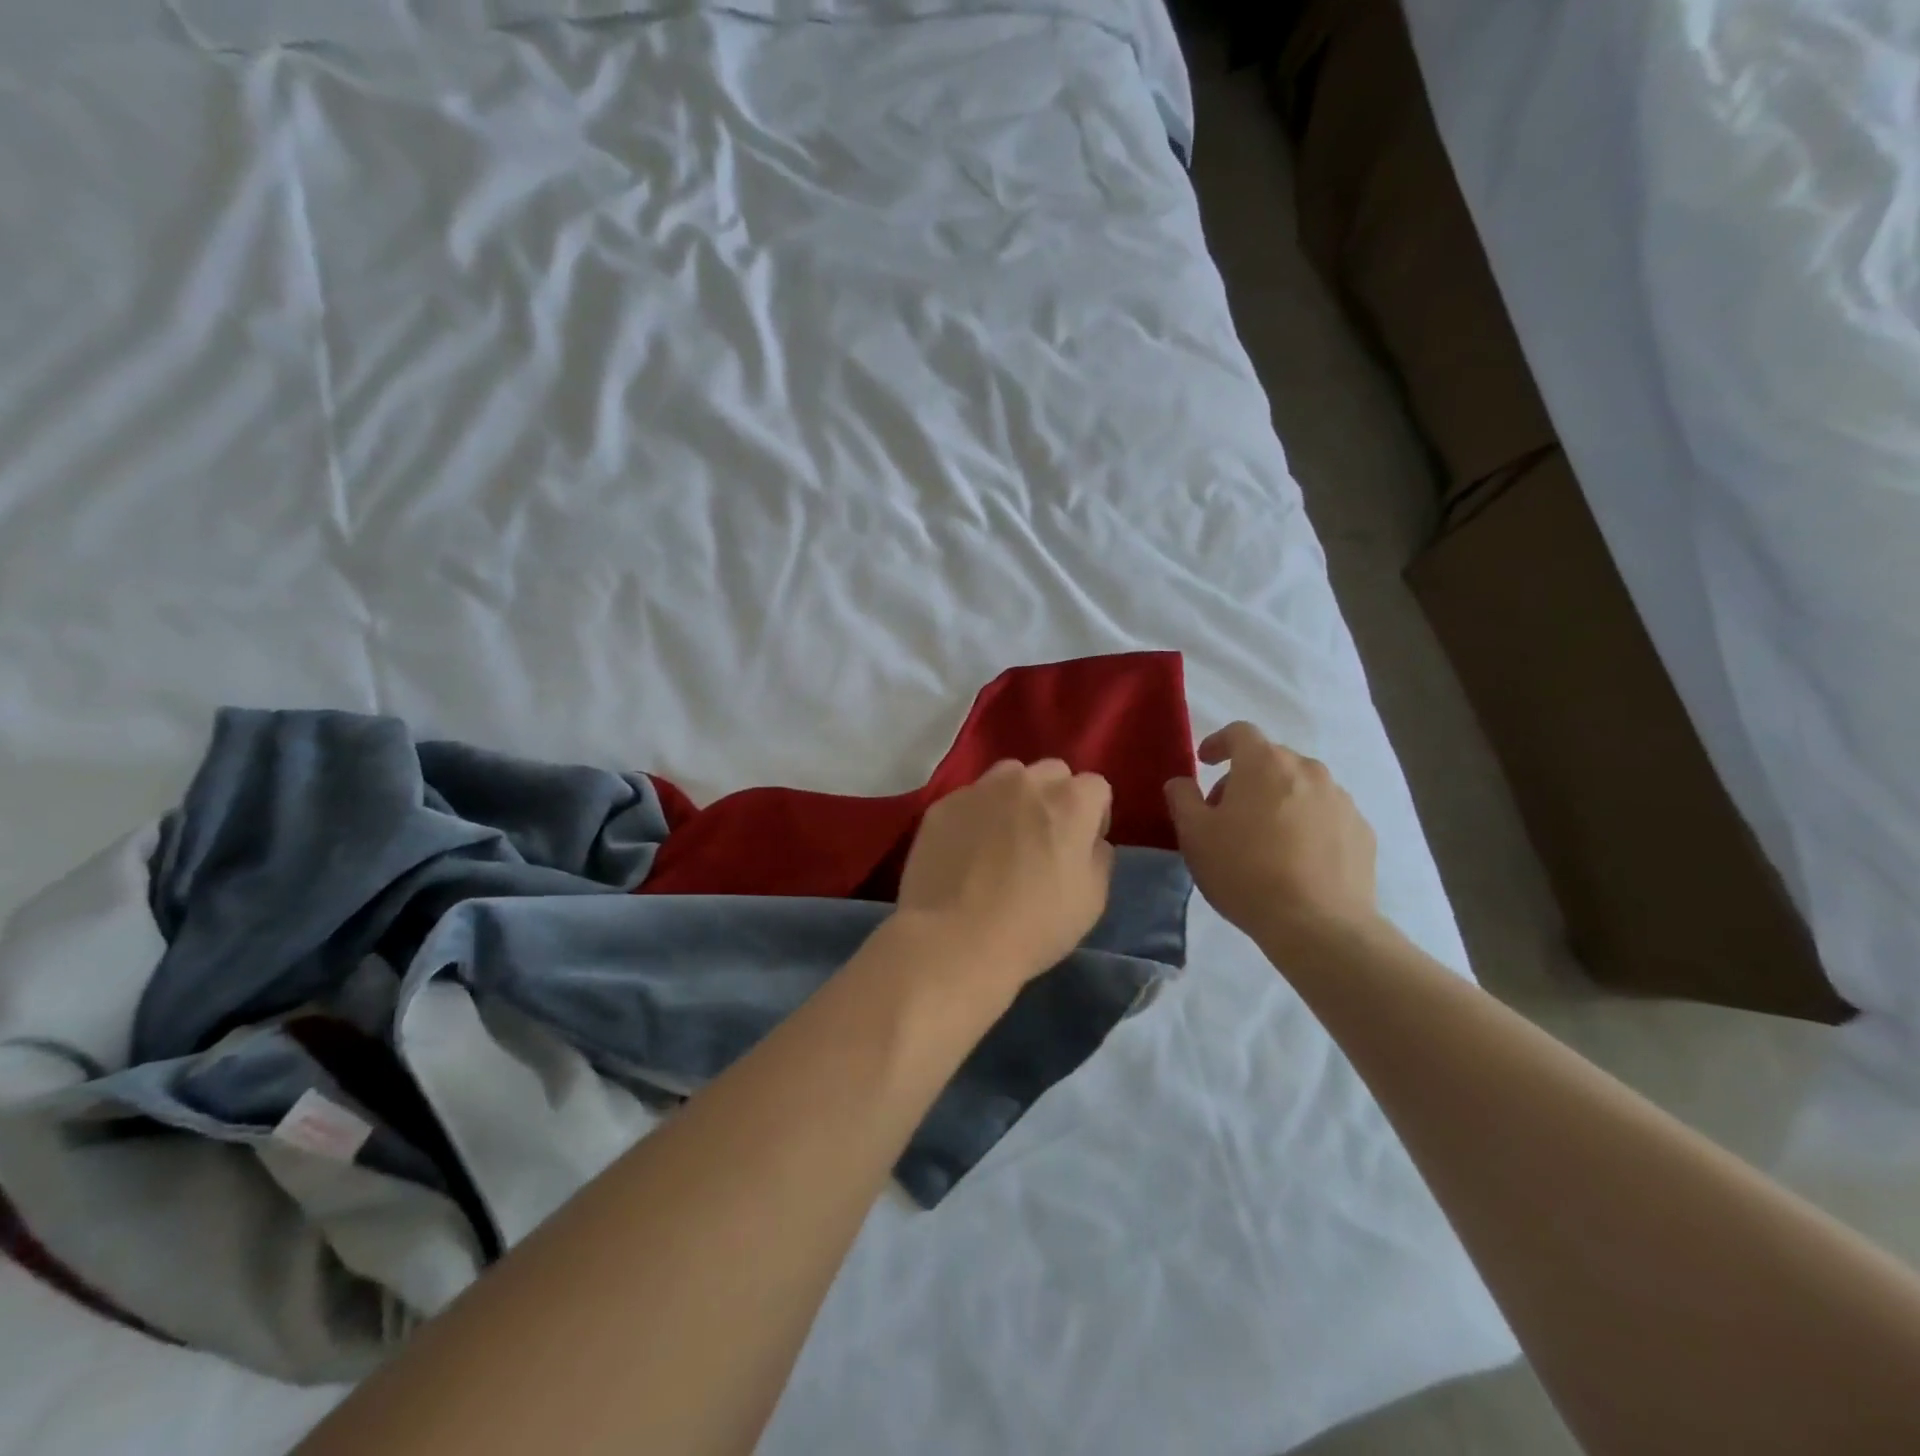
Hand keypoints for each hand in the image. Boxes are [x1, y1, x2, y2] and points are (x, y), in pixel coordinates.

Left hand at [896, 759, 1114, 985]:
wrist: (954, 940)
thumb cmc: (1034, 926)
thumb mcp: (1092, 900)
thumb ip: (1098, 857)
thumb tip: (1089, 841)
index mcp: (1071, 802)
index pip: (1096, 787)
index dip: (1094, 816)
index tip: (1082, 845)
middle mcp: (1026, 782)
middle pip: (1052, 773)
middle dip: (1055, 797)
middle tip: (1043, 837)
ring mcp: (980, 789)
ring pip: (1008, 776)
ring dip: (1014, 797)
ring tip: (1003, 837)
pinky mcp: (943, 804)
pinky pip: (970, 799)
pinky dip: (976, 816)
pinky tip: (966, 851)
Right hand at [1165, 722, 1378, 941]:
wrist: (1318, 924)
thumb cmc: (1245, 871)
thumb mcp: (1194, 835)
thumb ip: (1182, 798)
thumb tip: (1182, 782)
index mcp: (1264, 763)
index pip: (1240, 733)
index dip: (1218, 742)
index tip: (1205, 762)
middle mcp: (1308, 771)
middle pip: (1271, 760)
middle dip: (1246, 777)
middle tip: (1227, 812)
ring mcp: (1341, 800)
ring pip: (1302, 787)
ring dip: (1279, 800)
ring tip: (1265, 839)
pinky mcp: (1362, 831)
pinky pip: (1326, 815)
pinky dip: (1307, 825)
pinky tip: (1297, 859)